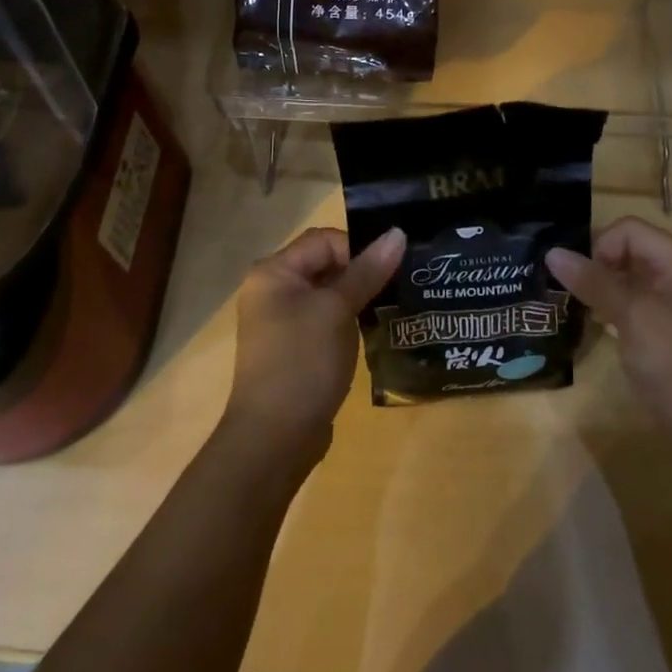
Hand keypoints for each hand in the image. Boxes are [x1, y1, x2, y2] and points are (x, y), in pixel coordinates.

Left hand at [222, 226, 404, 464]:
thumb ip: (368, 271)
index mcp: (273, 272)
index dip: (358, 249)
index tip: (388, 272)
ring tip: (392, 308)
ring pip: (328, 294)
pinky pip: (325, 320)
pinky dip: (348, 321)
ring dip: (358, 298)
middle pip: (325, 264)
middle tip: (399, 286)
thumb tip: (398, 233)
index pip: (324, 240)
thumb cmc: (303, 362)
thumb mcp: (338, 310)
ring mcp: (281, 322)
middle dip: (362, 273)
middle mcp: (272, 290)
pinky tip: (372, 333)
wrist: (274, 438)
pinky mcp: (294, 348)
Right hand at [547, 217, 671, 439]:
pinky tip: (599, 324)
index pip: (630, 230)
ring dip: (604, 287)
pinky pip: (638, 302)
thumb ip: (593, 281)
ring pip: (632, 278)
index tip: (580, 278)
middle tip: (571, 292)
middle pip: (631, 250)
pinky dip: (616, 307)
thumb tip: (552, 252)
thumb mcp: (631, 315)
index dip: (601, 246)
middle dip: (598, 266)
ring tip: (578, 306)